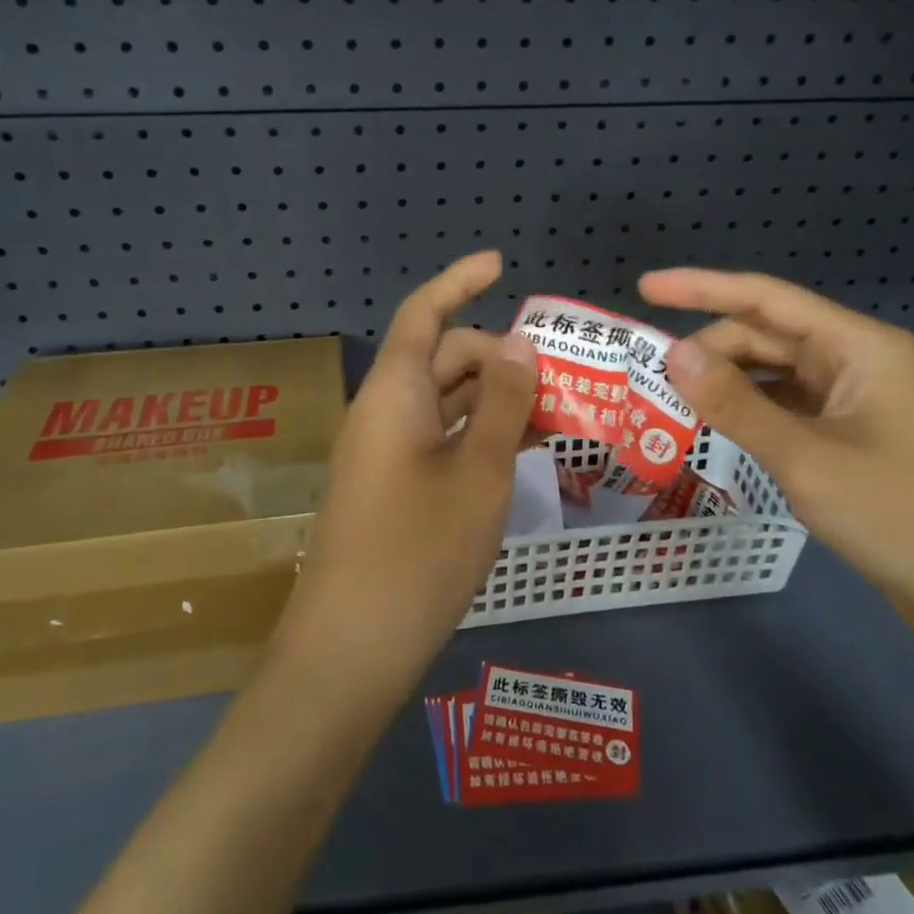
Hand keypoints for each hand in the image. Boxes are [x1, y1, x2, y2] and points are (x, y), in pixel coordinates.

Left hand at [273, 251, 536, 705]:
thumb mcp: (479, 471)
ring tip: (559, 409)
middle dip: (500, 355)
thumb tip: (518, 342)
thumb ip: (502, 402)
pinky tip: (524, 449)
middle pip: (443, 357)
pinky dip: (480, 434)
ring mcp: (386, 452)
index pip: (424, 313)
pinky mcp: (394, 488)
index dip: (459, 280)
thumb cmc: (419, 551)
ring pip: (446, 401)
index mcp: (394, 392)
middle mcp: (384, 411)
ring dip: (496, 398)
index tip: (501, 264)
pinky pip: (441, 438)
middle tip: (563, 375)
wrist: (351, 650)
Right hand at [639, 267, 913, 634]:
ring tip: (674, 400)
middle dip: (710, 349)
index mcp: (858, 346)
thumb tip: (672, 354)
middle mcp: (858, 361)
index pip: (765, 299)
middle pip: (768, 336)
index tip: (646, 287)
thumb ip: (735, 403)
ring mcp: (859, 400)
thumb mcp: (804, 457)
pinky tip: (719, 427)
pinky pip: (789, 407)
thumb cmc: (900, 516)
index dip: (701, 288)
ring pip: (776, 373)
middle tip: (653, 376)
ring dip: (727, 382)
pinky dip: (751, 411)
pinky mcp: (854, 436)